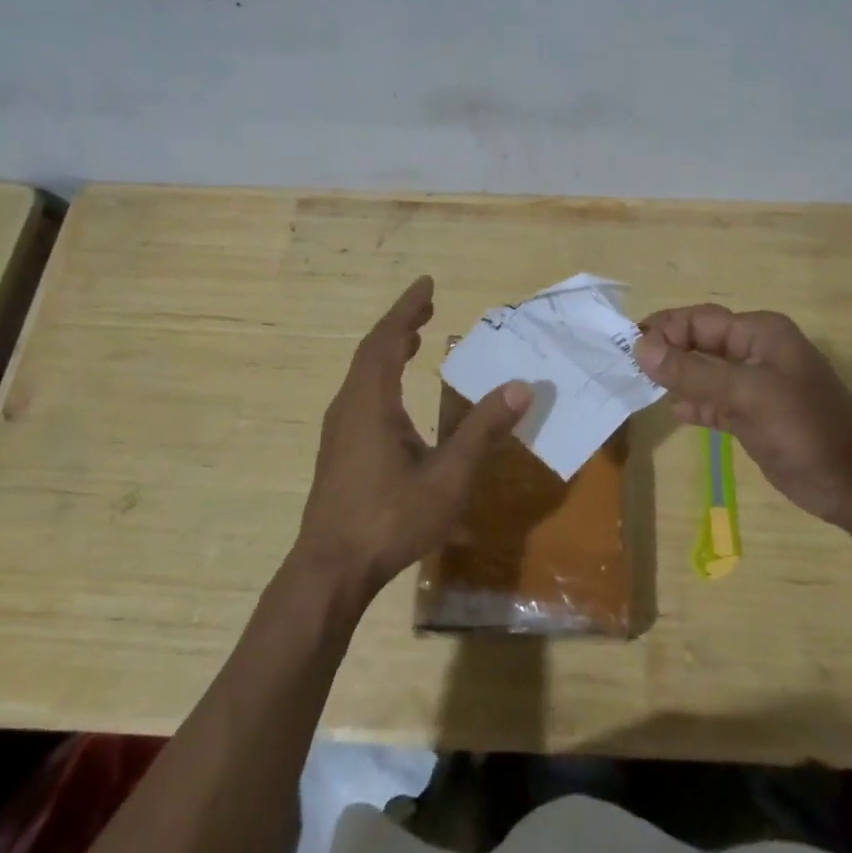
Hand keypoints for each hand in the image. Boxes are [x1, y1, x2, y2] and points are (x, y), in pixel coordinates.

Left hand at [294, 276, 530, 600]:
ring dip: (390, 349)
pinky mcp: (340, 450)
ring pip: (364, 373)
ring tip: (416, 337)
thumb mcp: (448, 476)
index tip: (426, 282)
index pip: (387, 339)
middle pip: (373, 351)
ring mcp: (340, 429)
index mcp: (371, 401)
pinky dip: (383, 375)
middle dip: (401, 324)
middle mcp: (350, 406)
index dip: (407, 307)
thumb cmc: (390, 518)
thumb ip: (483, 430)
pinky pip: (362, 393)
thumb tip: (520, 387)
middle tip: (427, 304)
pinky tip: (398, 395)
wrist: (331, 570)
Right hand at [635, 304, 851, 528]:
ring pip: (703, 372)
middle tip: (626, 367)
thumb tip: (640, 347)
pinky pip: (713, 401)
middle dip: (665, 352)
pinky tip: (675, 411)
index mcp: (759, 333)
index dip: (664, 329)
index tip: (628, 348)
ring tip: (638, 387)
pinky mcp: (752, 416)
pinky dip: (693, 403)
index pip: (699, 320)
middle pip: (699, 343)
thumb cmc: (806, 428)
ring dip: (675, 378)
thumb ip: (693, 372)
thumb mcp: (747, 395)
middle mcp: (754, 352)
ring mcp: (754, 386)